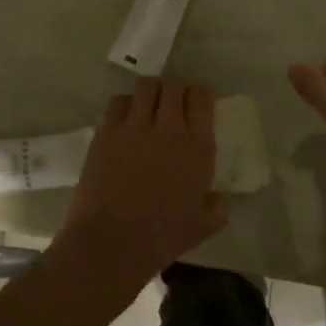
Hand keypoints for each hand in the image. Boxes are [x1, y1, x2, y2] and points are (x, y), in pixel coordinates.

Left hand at [48, 79, 226, 296]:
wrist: (112, 240)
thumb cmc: (162, 237)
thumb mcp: (203, 226)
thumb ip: (217, 206)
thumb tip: (219, 198)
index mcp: (198, 147)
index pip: (202, 98)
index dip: (200, 96)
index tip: (197, 104)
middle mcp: (168, 128)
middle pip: (174, 85)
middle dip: (176, 89)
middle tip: (173, 103)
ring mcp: (134, 126)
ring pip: (146, 86)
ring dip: (151, 92)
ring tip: (149, 106)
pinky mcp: (106, 131)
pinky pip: (118, 102)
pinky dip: (125, 104)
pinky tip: (126, 120)